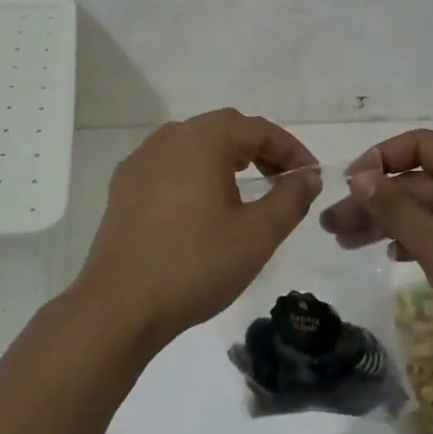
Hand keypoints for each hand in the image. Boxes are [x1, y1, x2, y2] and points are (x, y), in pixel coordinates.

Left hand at [70, 109, 322, 352]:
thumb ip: (289, 199)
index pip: (256, 129)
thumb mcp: (257, 235)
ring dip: (225, 159)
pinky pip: (169, 165)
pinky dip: (195, 173)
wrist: (121, 304)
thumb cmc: (196, 264)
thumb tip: (307, 176)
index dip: (290, 149)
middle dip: (259, 150)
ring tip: (247, 188)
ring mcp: (140, 160)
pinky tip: (202, 205)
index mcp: (201, 139)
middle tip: (283, 180)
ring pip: (193, 145)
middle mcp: (168, 138)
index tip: (310, 176)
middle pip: (223, 129)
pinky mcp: (124, 185)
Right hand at [319, 129, 432, 383]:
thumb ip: (396, 208)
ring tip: (346, 243)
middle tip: (332, 226)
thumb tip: (359, 176)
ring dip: (388, 222)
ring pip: (428, 209)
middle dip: (374, 200)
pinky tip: (391, 255)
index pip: (419, 145)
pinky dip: (416, 239)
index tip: (348, 187)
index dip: (379, 159)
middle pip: (418, 181)